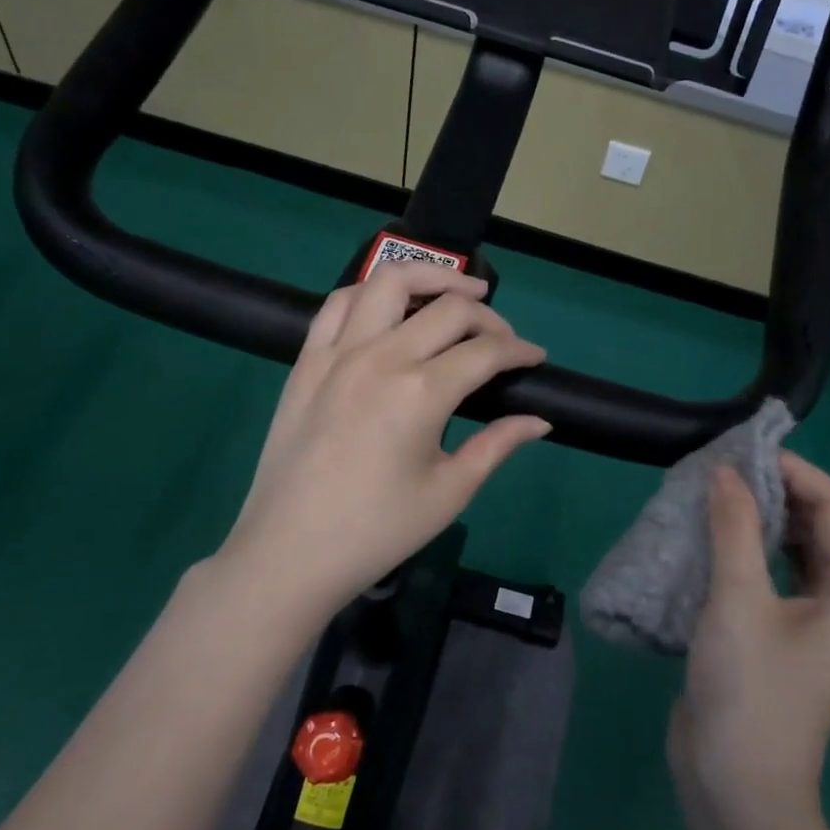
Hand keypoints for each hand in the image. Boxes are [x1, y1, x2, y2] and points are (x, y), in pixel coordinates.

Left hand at [212, 261, 549, 623]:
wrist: (290, 553)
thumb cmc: (377, 530)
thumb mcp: (449, 492)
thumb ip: (498, 445)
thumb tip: (539, 420)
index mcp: (422, 392)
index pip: (486, 350)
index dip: (520, 350)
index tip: (536, 358)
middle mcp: (381, 356)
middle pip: (449, 307)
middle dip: (489, 316)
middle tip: (503, 339)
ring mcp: (338, 352)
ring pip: (389, 280)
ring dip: (431, 276)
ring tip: (456, 291)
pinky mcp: (307, 360)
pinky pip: (339, 303)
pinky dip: (372, 292)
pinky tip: (390, 306)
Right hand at [669, 452, 829, 829]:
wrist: (737, 788)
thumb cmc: (750, 692)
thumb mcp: (739, 601)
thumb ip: (734, 528)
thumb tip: (726, 471)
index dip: (796, 471)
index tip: (745, 451)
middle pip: (819, 524)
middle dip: (777, 491)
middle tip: (725, 468)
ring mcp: (814, 621)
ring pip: (794, 548)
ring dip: (760, 518)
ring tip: (716, 492)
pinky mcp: (780, 634)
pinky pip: (772, 573)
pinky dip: (748, 547)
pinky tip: (713, 535)